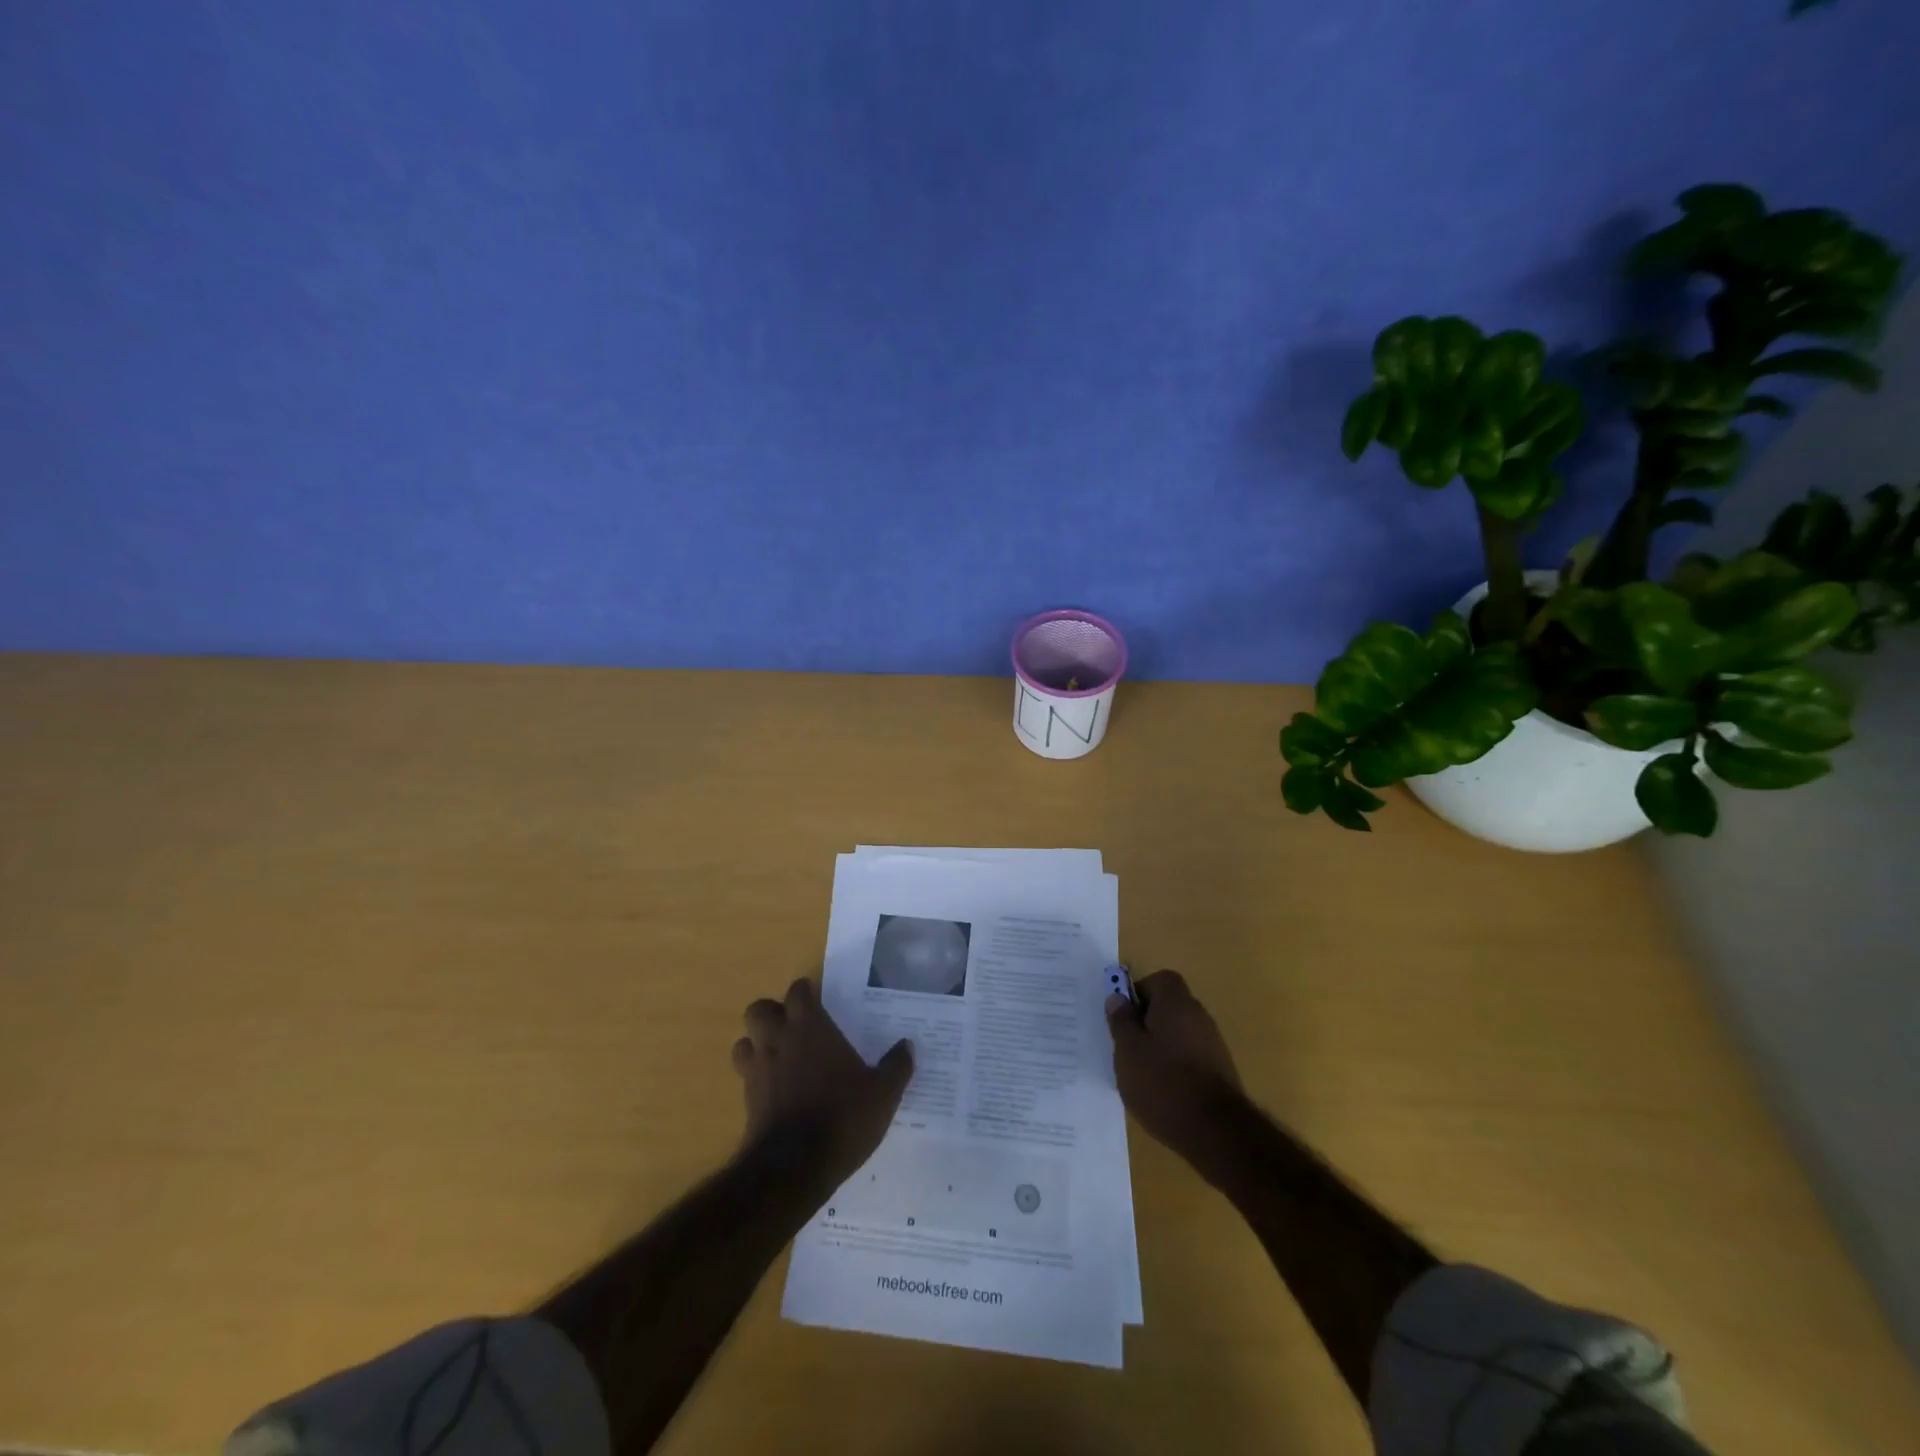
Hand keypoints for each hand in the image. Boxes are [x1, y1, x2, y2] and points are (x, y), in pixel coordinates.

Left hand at [732, 977, 913, 1186]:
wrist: (794, 1168)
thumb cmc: (842, 1117)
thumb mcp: (882, 1094)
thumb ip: (896, 1066)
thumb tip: (908, 1045)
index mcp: (809, 1027)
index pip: (797, 992)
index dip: (805, 993)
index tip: (818, 1000)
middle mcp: (778, 1040)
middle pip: (759, 1010)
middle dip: (772, 1013)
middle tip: (795, 1026)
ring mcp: (758, 1070)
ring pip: (744, 1042)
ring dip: (757, 1044)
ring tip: (780, 1055)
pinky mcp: (747, 1101)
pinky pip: (745, 1076)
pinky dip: (756, 1077)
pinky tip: (777, 1091)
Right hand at [1106, 970, 1244, 1167]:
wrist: (1216, 1132)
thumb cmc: (1163, 1082)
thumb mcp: (1128, 1050)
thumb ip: (1121, 1020)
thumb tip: (1117, 998)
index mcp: (1176, 1002)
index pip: (1158, 980)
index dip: (1138, 994)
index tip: (1123, 1018)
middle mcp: (1198, 1015)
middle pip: (1168, 1007)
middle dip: (1146, 1023)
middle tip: (1126, 1048)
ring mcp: (1213, 1044)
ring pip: (1178, 1034)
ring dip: (1160, 1047)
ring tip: (1141, 1075)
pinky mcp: (1219, 1072)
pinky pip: (1189, 1058)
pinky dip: (1175, 1068)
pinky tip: (1163, 1093)